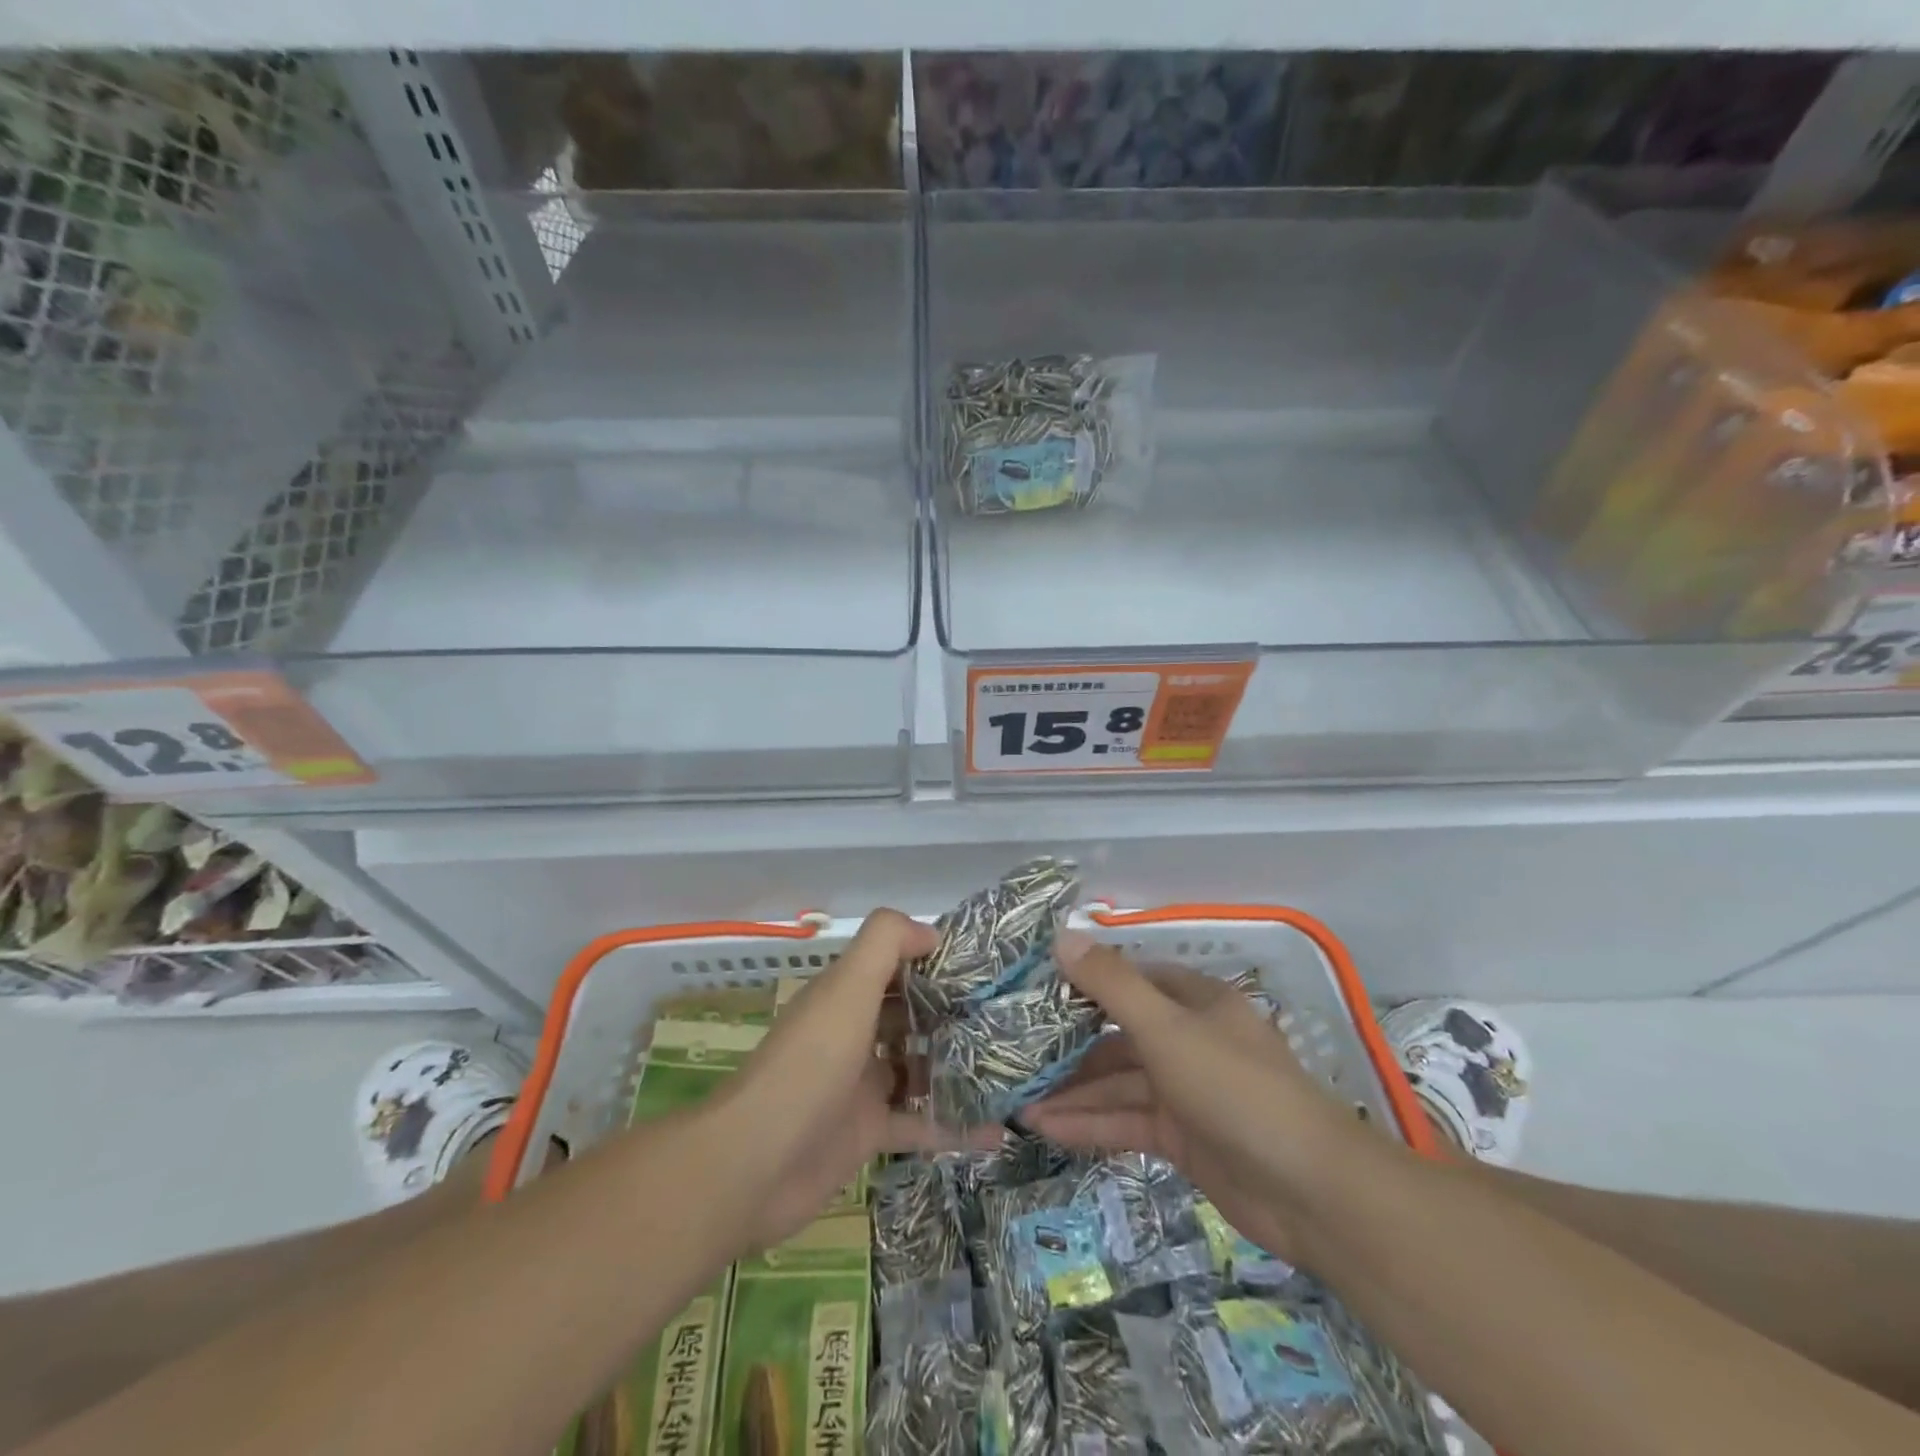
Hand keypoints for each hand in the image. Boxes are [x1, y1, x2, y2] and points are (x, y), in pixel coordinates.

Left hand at [708, 909, 993, 1250]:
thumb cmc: (810, 1064)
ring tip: (1013, 1065)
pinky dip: (955, 1127)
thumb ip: (885, 944)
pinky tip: (998, 1132)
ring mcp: (861, 1085)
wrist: (755, 1163)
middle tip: (1009, 1015)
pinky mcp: (868, 1132)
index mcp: (845, 996)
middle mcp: (853, 1033)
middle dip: (953, 1012)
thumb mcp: (847, 988)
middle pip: (909, 1015)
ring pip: (918, 1067)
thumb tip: (931, 931)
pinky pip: (920, 1123)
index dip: (933, 959)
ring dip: (958, 1067)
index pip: (894, 965)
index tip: (984, 964)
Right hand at [1024, 943, 1355, 1263]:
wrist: (1309, 1190)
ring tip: (1017, 1100)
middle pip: (1119, 1035)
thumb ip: (1111, 984)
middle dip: (1070, 1046)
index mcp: (1195, 1001)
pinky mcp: (1182, 1138)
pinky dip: (1090, 1123)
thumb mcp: (1166, 1027)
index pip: (1131, 980)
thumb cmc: (1234, 1087)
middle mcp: (1190, 1039)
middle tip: (1016, 1052)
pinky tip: (1046, 1128)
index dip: (1085, 982)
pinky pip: (1127, 1121)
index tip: (1036, 991)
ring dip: (1073, 1091)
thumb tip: (1061, 936)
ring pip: (1119, 1082)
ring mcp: (1186, 1091)